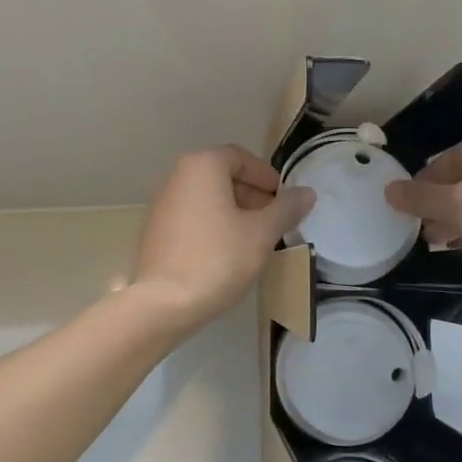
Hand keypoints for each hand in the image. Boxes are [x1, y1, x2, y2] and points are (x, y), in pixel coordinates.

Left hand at [132, 147, 315, 332]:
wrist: (164, 303)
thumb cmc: (218, 258)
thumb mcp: (262, 233)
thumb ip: (286, 209)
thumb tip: (307, 192)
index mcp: (202, 166)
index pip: (241, 158)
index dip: (266, 177)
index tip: (284, 200)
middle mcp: (177, 177)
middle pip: (222, 176)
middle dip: (251, 195)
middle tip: (274, 221)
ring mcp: (162, 204)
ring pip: (207, 199)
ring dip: (233, 212)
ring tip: (254, 240)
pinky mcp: (155, 231)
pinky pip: (191, 218)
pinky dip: (212, 226)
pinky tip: (226, 254)